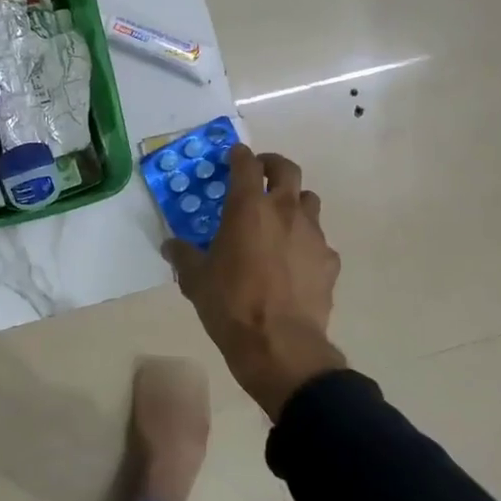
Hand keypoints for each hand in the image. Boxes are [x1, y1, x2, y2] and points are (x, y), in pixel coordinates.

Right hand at [165, 145, 344, 419]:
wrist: (280, 345)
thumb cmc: (231, 304)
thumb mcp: (195, 280)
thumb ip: (183, 256)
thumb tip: (171, 246)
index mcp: (248, 208)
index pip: (246, 165)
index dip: (239, 155)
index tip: (234, 154)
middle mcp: (285, 211)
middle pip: (287, 170)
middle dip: (272, 165)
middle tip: (260, 173)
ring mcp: (313, 235)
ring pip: (309, 201)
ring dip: (293, 201)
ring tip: (279, 218)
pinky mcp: (329, 261)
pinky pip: (318, 240)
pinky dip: (305, 242)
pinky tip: (294, 262)